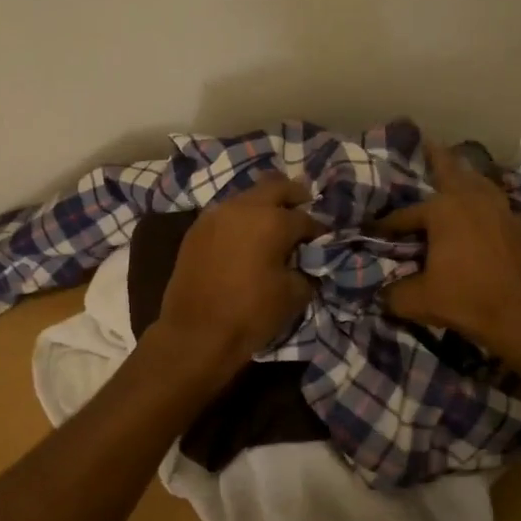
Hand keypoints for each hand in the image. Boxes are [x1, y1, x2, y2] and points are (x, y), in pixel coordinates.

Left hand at [152, 175, 322, 378]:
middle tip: (303, 209)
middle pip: (276, 187)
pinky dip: (241, 219)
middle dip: (294, 196)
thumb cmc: (250, 314)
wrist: (195, 333)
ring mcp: (215, 215)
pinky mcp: (196, 229)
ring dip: (264, 205)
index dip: (319, 230)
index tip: (324, 239)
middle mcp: (243, 207)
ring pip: (247, 196)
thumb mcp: (294, 294)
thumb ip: (307, 268)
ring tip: (273, 225)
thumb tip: (306, 260)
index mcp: (272, 221)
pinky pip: (226, 213)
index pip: (306, 218)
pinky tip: (246, 237)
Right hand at [374, 141, 520, 362]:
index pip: (405, 215)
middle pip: (450, 170)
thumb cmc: (468, 301)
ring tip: (454, 170)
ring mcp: (499, 209)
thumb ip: (392, 293)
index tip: (372, 231)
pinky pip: (494, 199)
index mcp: (443, 211)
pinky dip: (482, 195)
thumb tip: (380, 294)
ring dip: (464, 174)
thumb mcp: (419, 301)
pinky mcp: (517, 224)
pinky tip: (479, 205)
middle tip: (425, 143)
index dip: (386, 225)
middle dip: (435, 158)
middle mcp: (471, 199)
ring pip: (478, 181)